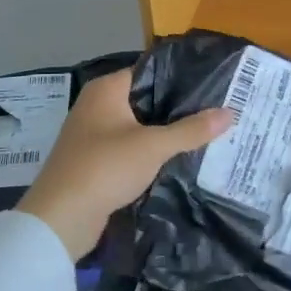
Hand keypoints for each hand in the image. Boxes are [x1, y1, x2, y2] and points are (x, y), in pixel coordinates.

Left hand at [16, 70, 232, 260]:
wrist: (60, 219)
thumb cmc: (105, 167)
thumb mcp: (154, 146)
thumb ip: (191, 129)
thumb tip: (230, 112)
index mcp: (106, 89)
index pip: (150, 71)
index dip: (180, 78)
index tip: (212, 85)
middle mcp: (97, 105)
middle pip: (145, 100)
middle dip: (177, 109)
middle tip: (216, 112)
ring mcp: (93, 135)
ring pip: (138, 127)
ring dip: (164, 134)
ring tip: (204, 135)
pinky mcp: (94, 162)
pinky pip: (129, 150)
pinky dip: (149, 154)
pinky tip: (177, 160)